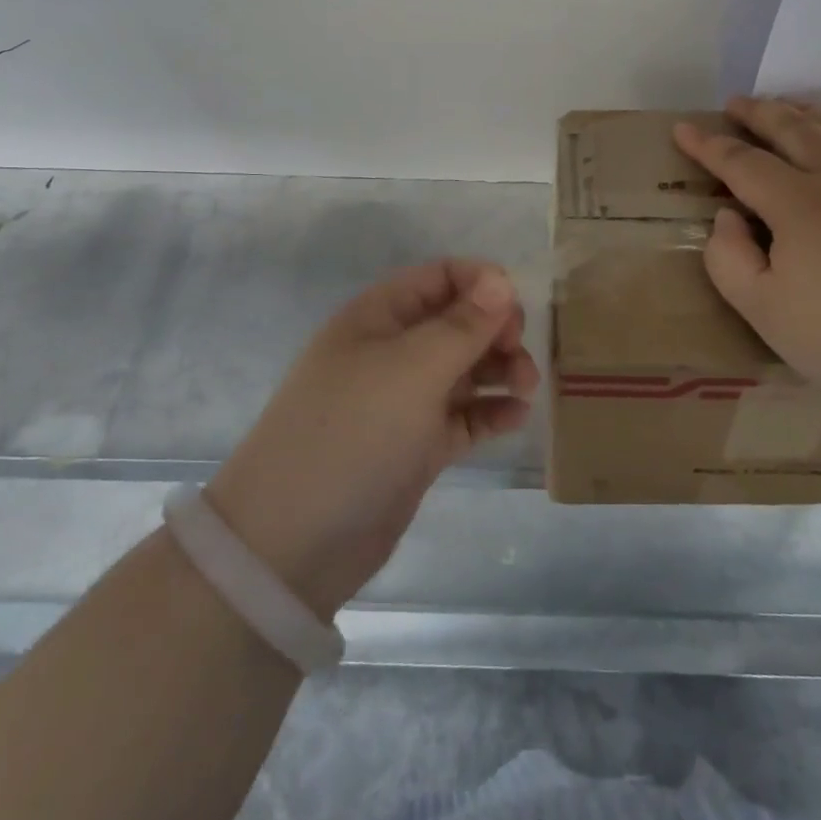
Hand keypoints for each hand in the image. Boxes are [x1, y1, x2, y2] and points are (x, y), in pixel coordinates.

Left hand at [205, 260, 537, 621]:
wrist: (294, 542)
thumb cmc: (354, 431)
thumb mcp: (412, 368)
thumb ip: (463, 324)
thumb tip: (502, 279)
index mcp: (380, 317)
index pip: (440, 277)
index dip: (481, 284)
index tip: (516, 310)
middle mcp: (392, 351)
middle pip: (458, 322)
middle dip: (496, 331)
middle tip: (519, 357)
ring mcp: (404, 400)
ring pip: (465, 369)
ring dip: (500, 370)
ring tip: (526, 389)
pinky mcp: (417, 445)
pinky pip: (464, 415)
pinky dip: (491, 412)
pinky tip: (516, 418)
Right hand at [673, 97, 820, 443]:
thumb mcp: (763, 312)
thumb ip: (729, 258)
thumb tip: (728, 215)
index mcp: (799, 204)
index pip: (741, 161)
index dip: (708, 145)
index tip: (683, 130)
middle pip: (794, 129)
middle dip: (759, 113)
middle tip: (736, 104)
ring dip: (808, 112)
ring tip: (790, 108)